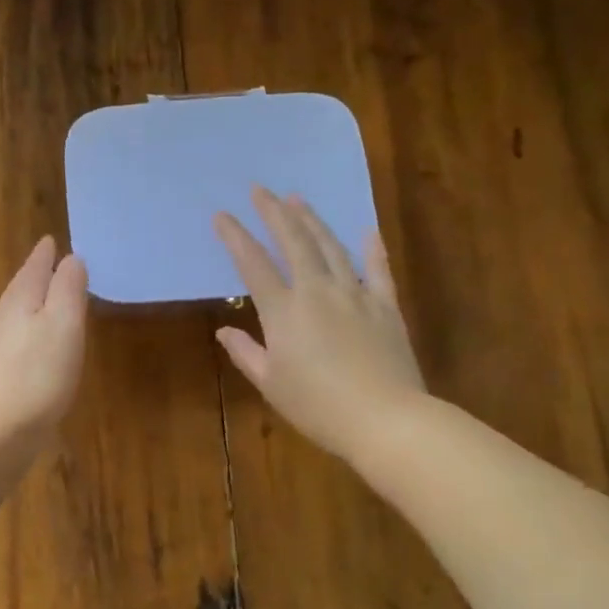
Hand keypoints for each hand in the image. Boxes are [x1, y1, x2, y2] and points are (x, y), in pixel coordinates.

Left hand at [0, 236, 88, 445]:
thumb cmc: (37, 373)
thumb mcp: (63, 323)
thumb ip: (68, 289)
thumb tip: (71, 258)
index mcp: (20, 299)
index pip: (34, 266)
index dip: (45, 253)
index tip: (52, 239)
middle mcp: (4, 318)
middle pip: (22, 288)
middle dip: (38, 274)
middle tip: (53, 261)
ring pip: (19, 314)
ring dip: (35, 303)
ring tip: (51, 298)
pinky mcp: (0, 377)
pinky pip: (20, 341)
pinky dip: (33, 332)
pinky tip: (41, 346)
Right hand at [214, 187, 425, 461]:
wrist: (385, 419)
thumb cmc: (318, 407)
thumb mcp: (271, 384)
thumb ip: (246, 353)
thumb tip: (224, 331)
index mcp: (284, 311)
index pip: (253, 264)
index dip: (235, 237)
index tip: (222, 215)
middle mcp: (317, 291)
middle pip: (294, 242)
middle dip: (275, 213)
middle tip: (262, 190)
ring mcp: (355, 295)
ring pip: (331, 247)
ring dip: (313, 221)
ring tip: (299, 199)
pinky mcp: (386, 307)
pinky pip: (378, 270)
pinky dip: (372, 249)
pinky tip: (367, 231)